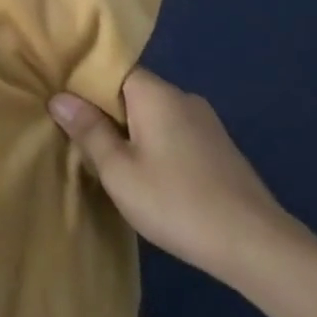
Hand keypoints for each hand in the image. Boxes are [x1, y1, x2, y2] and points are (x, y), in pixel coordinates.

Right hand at [49, 68, 296, 280]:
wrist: (257, 247)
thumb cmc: (176, 202)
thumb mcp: (118, 170)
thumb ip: (88, 130)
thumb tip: (59, 98)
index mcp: (157, 95)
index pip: (112, 69)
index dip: (85, 82)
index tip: (62, 101)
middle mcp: (184, 99)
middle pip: (133, 92)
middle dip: (105, 110)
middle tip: (77, 135)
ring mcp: (207, 125)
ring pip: (153, 114)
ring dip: (129, 130)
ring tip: (107, 158)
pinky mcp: (219, 150)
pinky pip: (173, 133)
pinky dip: (153, 144)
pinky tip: (146, 174)